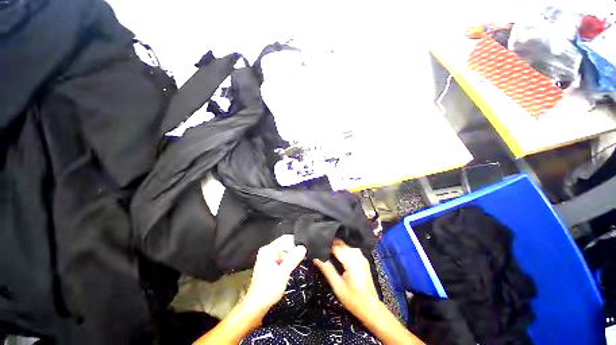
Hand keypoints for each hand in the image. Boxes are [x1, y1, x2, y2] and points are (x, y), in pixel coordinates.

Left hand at [244, 235, 305, 311]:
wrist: (257, 305)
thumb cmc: (268, 289)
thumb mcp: (283, 273)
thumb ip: (294, 258)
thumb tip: (303, 247)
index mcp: (268, 250)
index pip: (285, 238)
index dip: (296, 241)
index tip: (305, 247)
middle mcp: (267, 251)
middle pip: (284, 244)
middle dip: (294, 249)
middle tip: (304, 256)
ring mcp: (267, 258)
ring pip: (284, 252)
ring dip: (292, 256)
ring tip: (300, 261)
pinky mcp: (269, 265)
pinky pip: (281, 258)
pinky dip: (288, 261)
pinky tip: (293, 267)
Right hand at [314, 239, 378, 317]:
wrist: (371, 308)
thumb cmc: (353, 299)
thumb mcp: (337, 285)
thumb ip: (326, 269)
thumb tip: (316, 257)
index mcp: (351, 260)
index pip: (335, 245)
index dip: (325, 244)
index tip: (316, 245)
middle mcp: (357, 254)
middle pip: (341, 243)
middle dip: (330, 243)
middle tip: (319, 247)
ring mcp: (361, 256)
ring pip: (346, 244)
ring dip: (336, 245)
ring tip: (326, 249)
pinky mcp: (362, 259)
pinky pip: (350, 248)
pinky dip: (342, 248)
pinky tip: (336, 253)